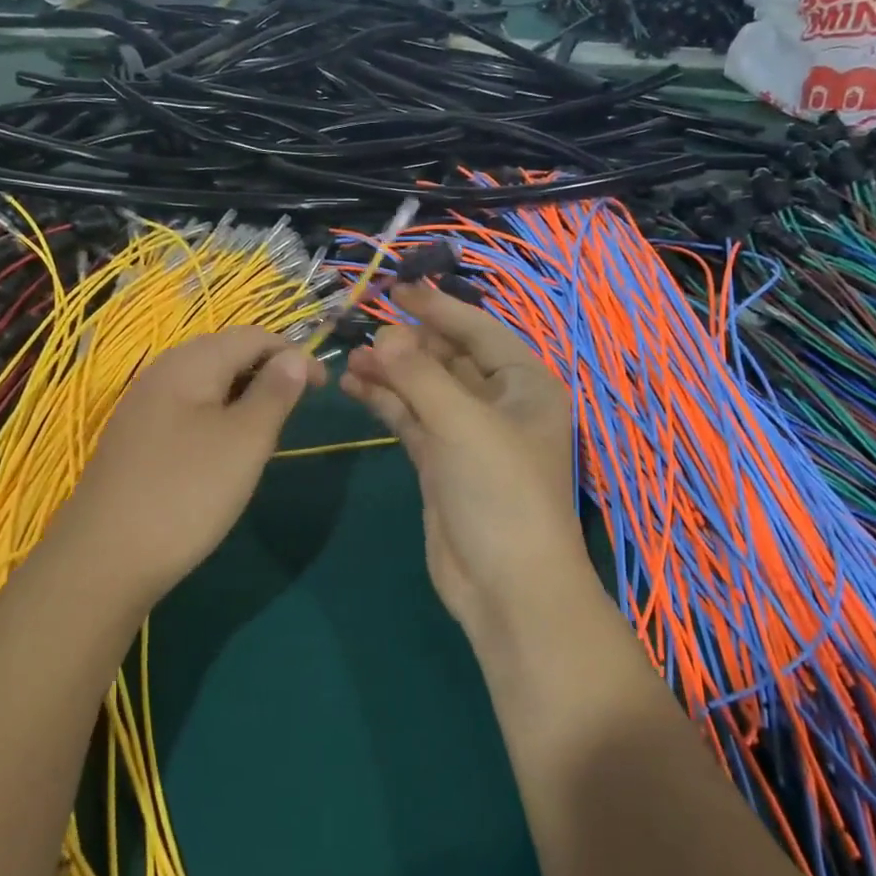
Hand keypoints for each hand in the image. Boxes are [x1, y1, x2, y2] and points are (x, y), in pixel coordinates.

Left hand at [34, 328, 323, 609]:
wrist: (105, 559)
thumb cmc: (187, 493)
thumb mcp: (245, 441)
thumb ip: (274, 393)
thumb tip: (294, 357)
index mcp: (190, 362)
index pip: (253, 336)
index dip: (293, 354)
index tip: (324, 389)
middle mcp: (162, 372)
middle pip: (226, 354)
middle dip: (268, 373)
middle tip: (294, 414)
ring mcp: (143, 406)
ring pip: (207, 384)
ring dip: (244, 397)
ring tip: (264, 435)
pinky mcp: (136, 438)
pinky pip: (187, 410)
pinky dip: (217, 419)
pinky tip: (223, 454)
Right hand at [340, 285, 596, 645]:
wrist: (507, 586)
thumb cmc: (500, 493)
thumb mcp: (463, 424)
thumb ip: (419, 375)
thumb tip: (384, 335)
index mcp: (524, 385)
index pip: (477, 331)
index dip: (438, 308)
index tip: (396, 288)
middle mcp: (498, 404)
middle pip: (448, 358)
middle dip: (408, 344)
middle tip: (365, 331)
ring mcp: (467, 435)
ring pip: (424, 389)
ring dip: (391, 373)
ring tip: (351, 359)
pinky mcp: (440, 462)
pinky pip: (410, 419)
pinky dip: (385, 403)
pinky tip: (355, 387)